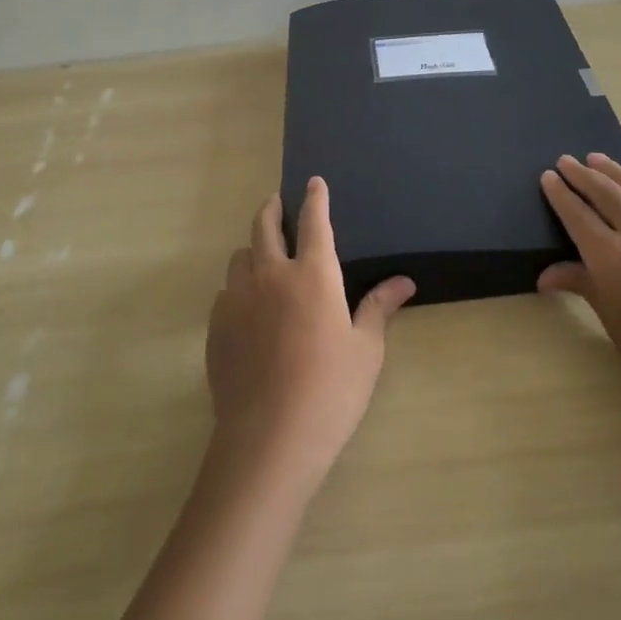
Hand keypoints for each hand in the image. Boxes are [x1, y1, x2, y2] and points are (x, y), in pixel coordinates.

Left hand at [205, 177, 415, 494]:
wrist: (270, 437)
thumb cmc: (331, 389)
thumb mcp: (365, 349)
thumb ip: (379, 307)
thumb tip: (404, 282)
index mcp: (313, 274)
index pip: (314, 221)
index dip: (315, 198)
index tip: (313, 181)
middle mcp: (271, 275)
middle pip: (264, 227)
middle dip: (272, 209)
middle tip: (277, 204)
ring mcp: (238, 300)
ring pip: (239, 257)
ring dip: (252, 249)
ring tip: (262, 258)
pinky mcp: (216, 327)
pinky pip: (225, 293)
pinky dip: (237, 287)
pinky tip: (246, 307)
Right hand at [539, 153, 620, 436]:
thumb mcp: (615, 323)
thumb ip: (583, 286)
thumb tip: (546, 275)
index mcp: (611, 257)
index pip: (577, 214)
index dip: (560, 194)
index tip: (548, 177)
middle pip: (605, 192)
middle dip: (582, 174)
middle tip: (566, 160)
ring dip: (614, 171)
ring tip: (598, 159)